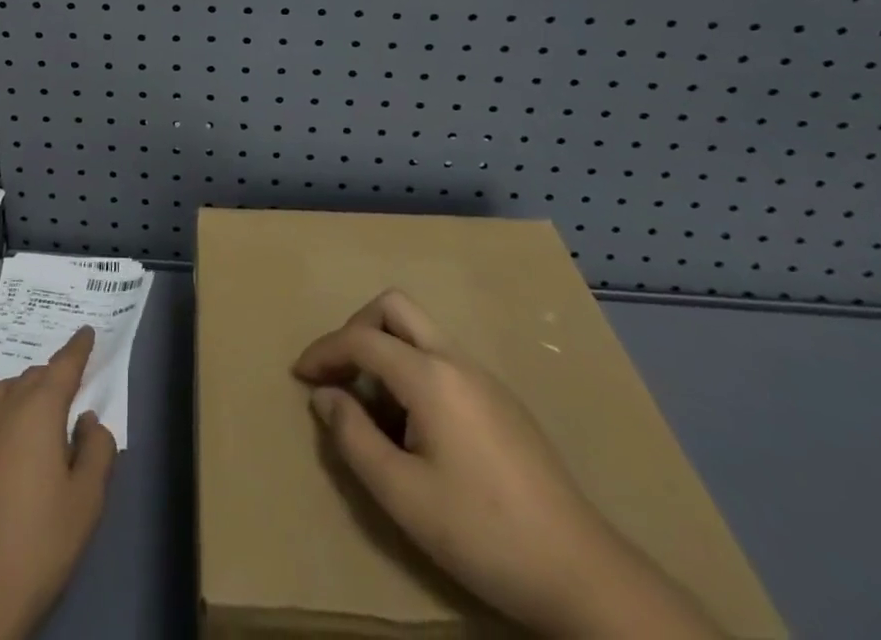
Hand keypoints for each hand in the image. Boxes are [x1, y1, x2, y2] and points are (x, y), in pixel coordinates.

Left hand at [0, 326, 116, 639]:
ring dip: (22, 393)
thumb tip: (88, 420)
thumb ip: (96, 450)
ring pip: (2, 392)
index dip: (78, 347)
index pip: (63, 365)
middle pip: (32, 376)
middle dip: (52, 376)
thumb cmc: (36, 544)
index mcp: (38, 409)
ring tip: (36, 414)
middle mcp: (3, 407)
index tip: (87, 331)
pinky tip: (3, 446)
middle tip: (68, 391)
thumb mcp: (86, 502)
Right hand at [293, 290, 721, 639]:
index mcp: (430, 375)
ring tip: (373, 408)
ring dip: (385, 351)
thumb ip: (353, 437)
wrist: (582, 573)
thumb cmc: (482, 531)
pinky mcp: (502, 401)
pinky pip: (442, 359)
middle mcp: (456, 359)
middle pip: (394, 307)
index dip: (323, 351)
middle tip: (340, 373)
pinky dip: (412, 370)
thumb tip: (324, 396)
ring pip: (420, 331)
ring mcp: (484, 377)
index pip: (361, 339)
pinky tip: (415, 426)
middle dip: (357, 329)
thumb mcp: (401, 494)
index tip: (299, 375)